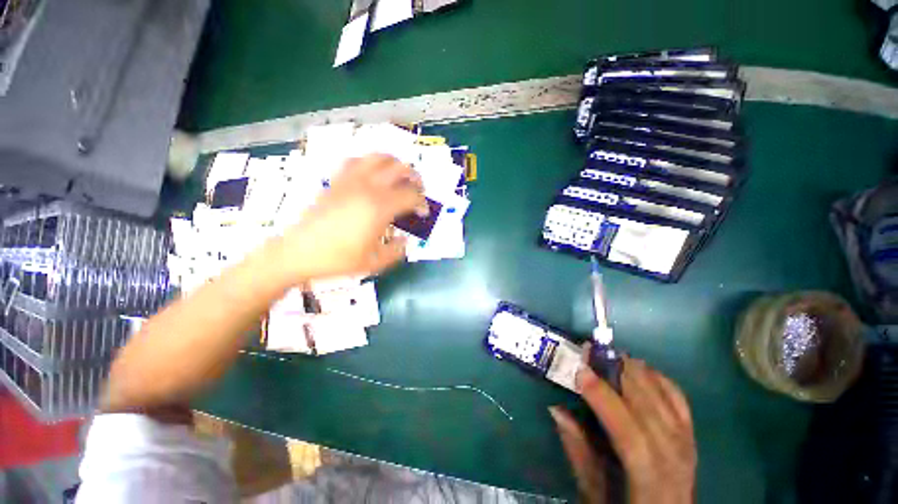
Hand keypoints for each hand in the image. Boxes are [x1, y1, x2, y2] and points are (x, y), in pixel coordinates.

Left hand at [277, 154, 425, 280]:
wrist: (299, 252)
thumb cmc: (338, 259)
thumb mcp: (375, 262)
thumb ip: (397, 251)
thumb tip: (405, 241)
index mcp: (380, 208)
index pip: (411, 195)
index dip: (422, 203)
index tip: (423, 213)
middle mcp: (368, 188)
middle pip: (400, 168)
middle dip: (415, 178)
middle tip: (417, 191)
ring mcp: (350, 181)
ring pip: (379, 158)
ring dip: (395, 164)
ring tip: (398, 177)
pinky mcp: (336, 181)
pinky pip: (356, 161)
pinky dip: (370, 163)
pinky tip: (371, 175)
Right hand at [550, 350, 696, 503]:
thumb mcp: (594, 493)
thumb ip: (577, 451)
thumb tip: (556, 409)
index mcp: (650, 484)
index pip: (631, 436)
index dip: (605, 400)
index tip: (580, 371)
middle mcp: (676, 463)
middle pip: (651, 411)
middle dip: (619, 374)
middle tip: (592, 351)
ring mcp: (688, 447)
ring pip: (666, 401)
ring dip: (637, 372)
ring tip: (611, 353)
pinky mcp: (691, 438)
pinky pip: (679, 401)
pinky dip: (660, 379)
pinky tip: (642, 368)